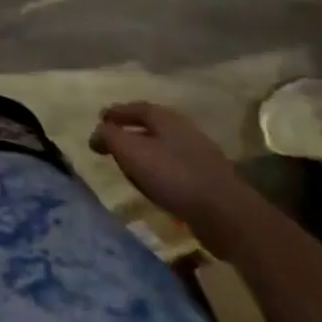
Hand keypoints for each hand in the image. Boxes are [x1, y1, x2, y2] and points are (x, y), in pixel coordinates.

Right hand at [89, 102, 259, 252]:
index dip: (115, 113)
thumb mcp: (131, 152)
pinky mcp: (208, 178)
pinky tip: (154, 183)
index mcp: (165, 118)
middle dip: (130, 131)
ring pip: (164, 146)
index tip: (99, 120)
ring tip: (130, 164)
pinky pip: (175, 167)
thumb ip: (109, 137)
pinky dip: (160, 170)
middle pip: (151, 125)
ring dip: (146, 152)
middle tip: (112, 141)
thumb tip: (96, 133)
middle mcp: (184, 129)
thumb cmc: (172, 175)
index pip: (135, 108)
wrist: (225, 213)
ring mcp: (200, 153)